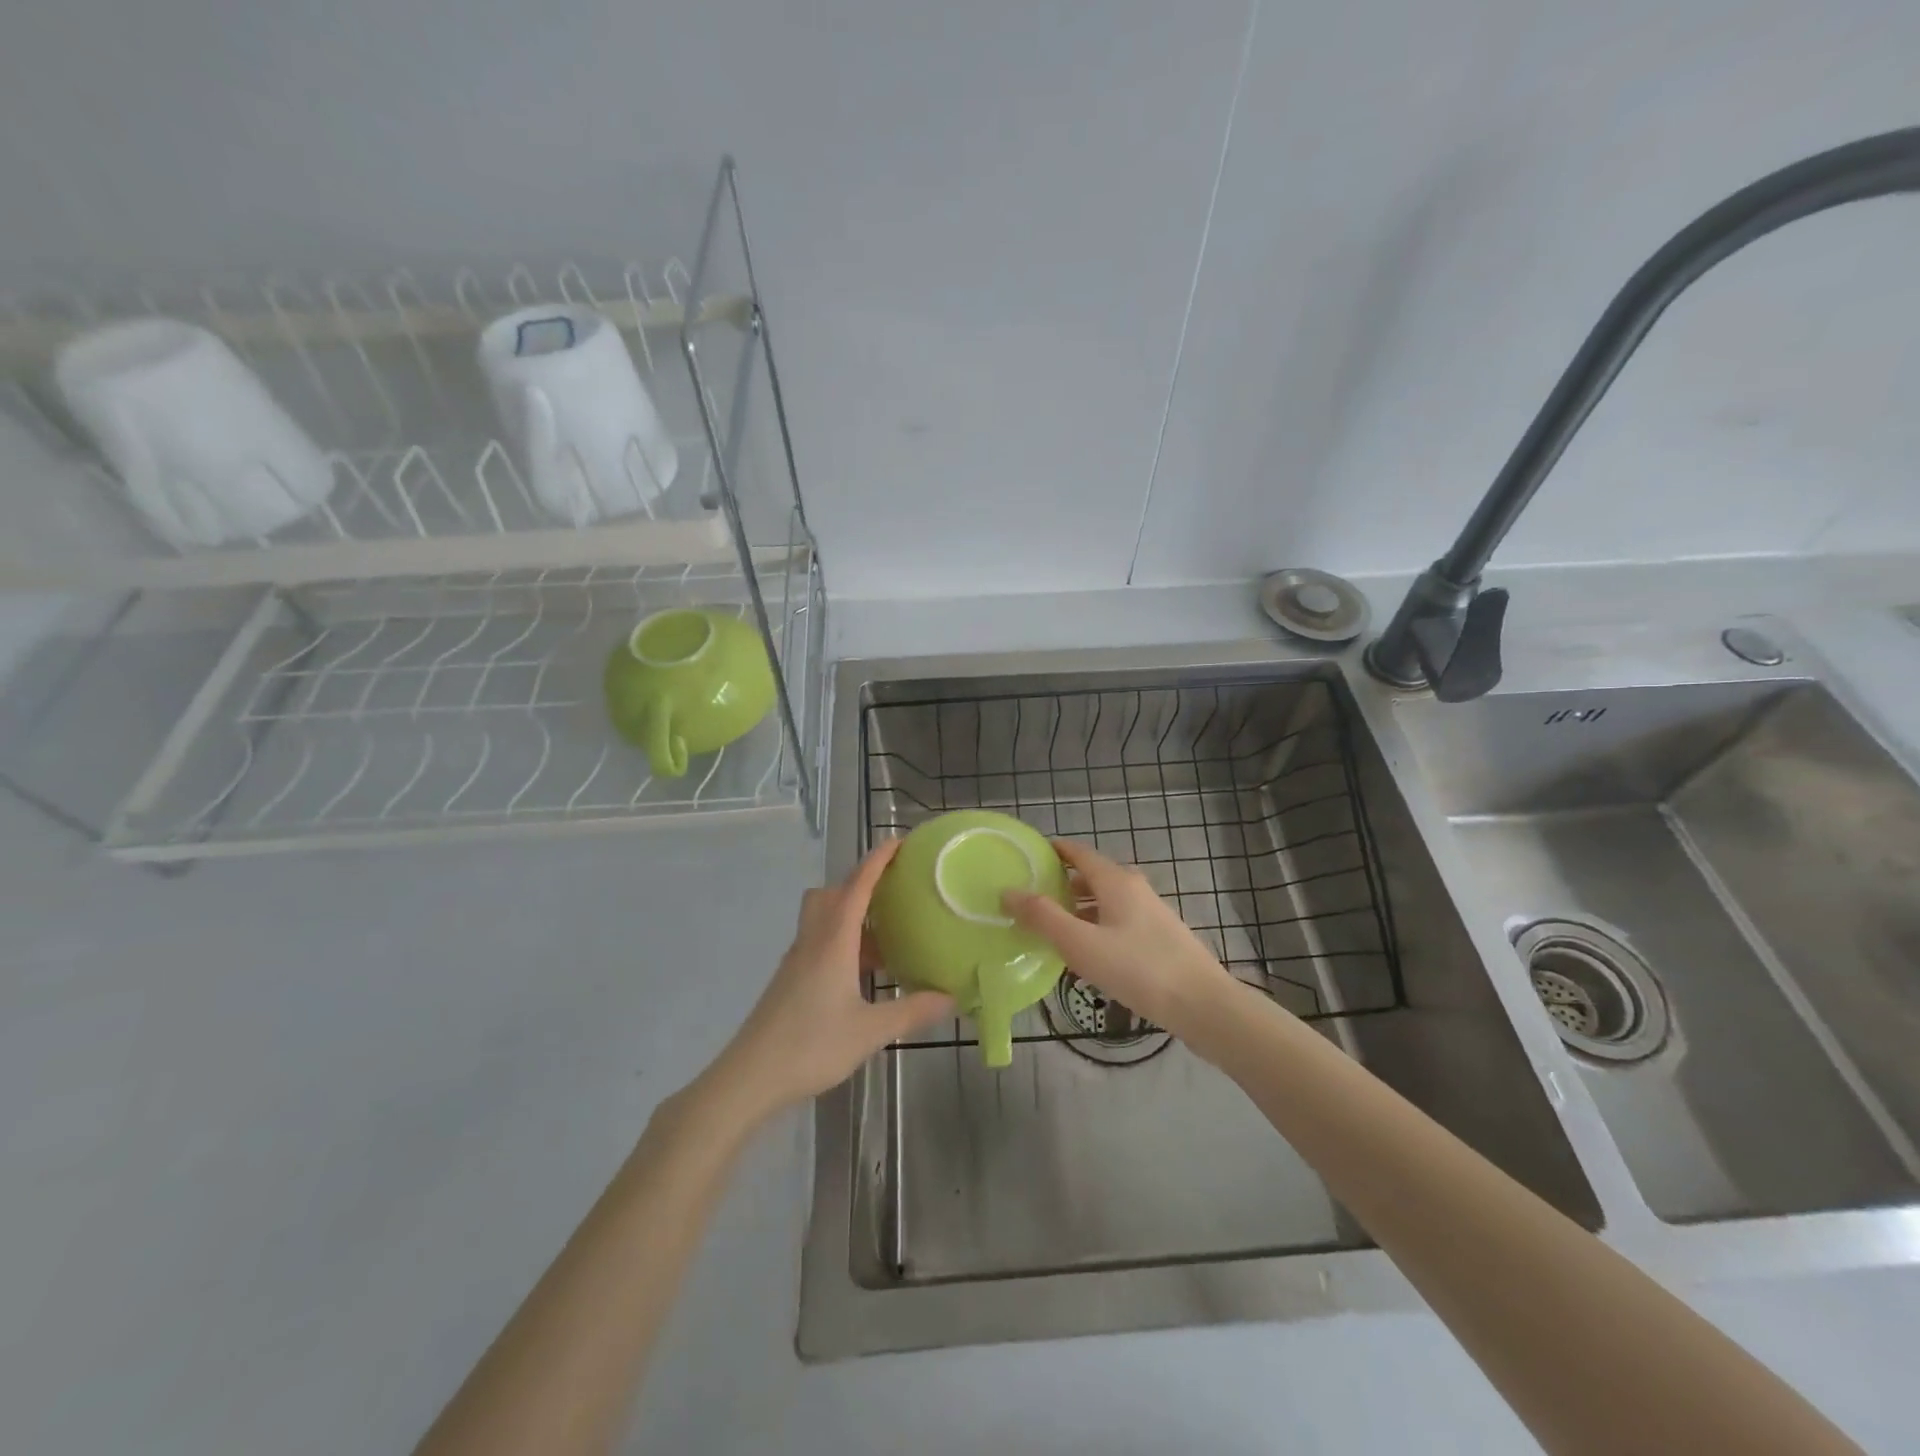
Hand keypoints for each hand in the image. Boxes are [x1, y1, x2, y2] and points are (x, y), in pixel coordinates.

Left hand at [709, 840, 953, 1118]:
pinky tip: (862, 972)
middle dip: (861, 883)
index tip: (899, 842)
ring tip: (886, 934)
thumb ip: (913, 1011)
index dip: (877, 860)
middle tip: (893, 891)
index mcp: (833, 942)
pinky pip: (819, 942)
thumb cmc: (811, 1046)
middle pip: (833, 894)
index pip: (857, 886)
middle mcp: (813, 941)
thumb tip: (952, 997)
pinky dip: (842, 941)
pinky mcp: (790, 979)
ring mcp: (797, 960)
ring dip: (851, 914)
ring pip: (823, 918)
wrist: (750, 1077)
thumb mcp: (871, 1031)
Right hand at [1004, 837, 1238, 1038]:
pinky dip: (1096, 926)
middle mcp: (1134, 888)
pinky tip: (1087, 953)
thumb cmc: (1137, 968)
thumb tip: (1008, 891)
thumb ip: (1042, 916)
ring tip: (1052, 929)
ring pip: (1105, 901)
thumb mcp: (1080, 943)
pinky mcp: (1159, 937)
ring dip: (1078, 909)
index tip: (1026, 858)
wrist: (1202, 1004)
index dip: (1052, 851)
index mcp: (1116, 881)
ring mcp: (1150, 913)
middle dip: (1061, 884)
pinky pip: (1118, 921)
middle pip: (1091, 876)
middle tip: (1030, 900)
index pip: (1078, 852)